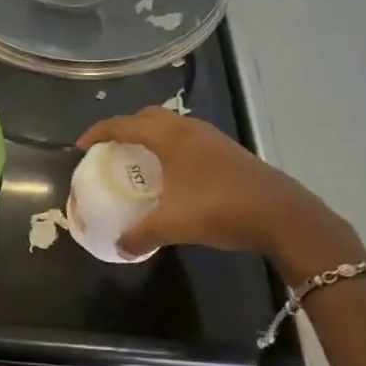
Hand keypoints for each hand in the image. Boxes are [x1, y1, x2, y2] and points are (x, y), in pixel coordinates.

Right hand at [76, 108, 358, 275]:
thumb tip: (119, 248)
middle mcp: (190, 130)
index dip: (99, 132)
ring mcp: (214, 139)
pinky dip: (173, 149)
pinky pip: (190, 140)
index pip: (124, 125)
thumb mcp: (172, 226)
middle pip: (149, 117)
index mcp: (170, 138)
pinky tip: (175, 176)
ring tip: (142, 161)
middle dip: (126, 128)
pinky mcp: (230, 153)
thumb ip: (140, 235)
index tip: (82, 147)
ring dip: (152, 137)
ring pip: (173, 127)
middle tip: (112, 150)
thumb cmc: (221, 209)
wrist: (283, 215)